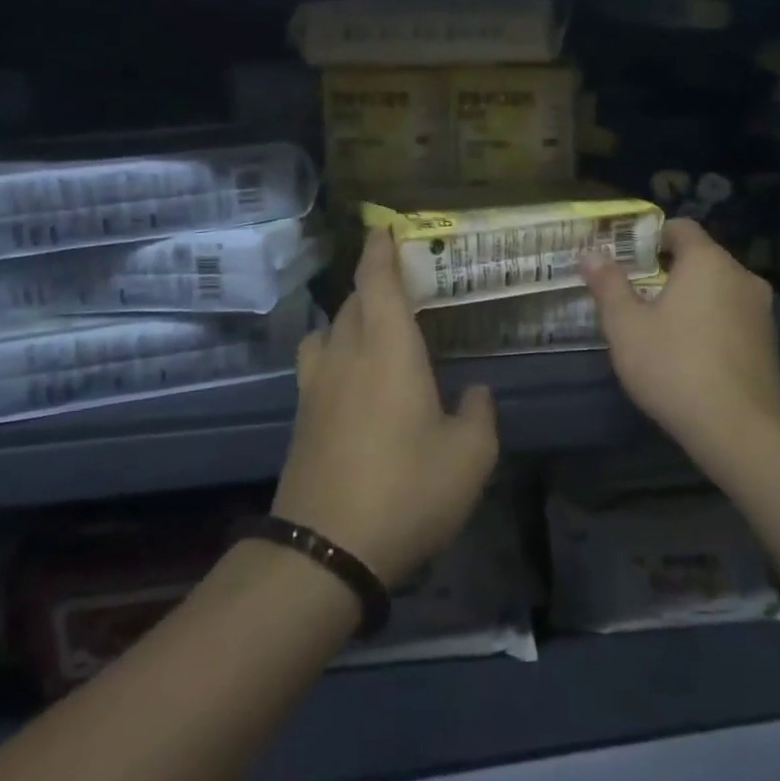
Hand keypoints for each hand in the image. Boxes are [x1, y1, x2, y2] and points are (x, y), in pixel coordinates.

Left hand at [272, 228, 498, 588]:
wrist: (323, 552)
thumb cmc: (406, 491)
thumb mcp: (469, 458)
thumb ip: (478, 415)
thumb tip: (474, 392)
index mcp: (388, 349)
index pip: (377, 281)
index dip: (379, 250)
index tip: (382, 228)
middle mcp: (346, 355)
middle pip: (352, 301)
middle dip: (372, 284)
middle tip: (400, 284)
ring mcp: (316, 387)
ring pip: (328, 330)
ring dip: (349, 318)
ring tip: (374, 332)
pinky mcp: (301, 418)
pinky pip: (318, 364)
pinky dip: (335, 353)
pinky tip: (356, 380)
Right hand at [581, 218, 779, 467]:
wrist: (738, 429)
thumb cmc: (674, 366)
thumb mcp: (626, 325)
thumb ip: (608, 284)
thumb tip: (591, 254)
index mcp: (708, 261)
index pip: (681, 228)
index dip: (651, 237)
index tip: (627, 258)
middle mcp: (740, 276)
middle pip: (700, 258)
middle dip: (667, 270)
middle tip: (635, 293)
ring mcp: (760, 310)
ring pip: (718, 288)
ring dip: (690, 298)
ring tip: (659, 325)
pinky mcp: (767, 342)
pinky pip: (731, 315)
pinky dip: (710, 321)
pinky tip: (688, 351)